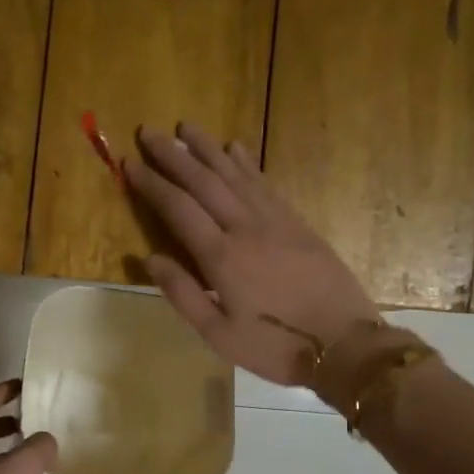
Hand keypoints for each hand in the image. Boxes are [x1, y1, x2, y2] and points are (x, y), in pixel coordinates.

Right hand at [125, 123, 379, 388]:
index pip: (178, 208)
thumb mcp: (218, 334)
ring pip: (235, 174)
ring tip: (187, 127)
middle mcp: (245, 228)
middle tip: (150, 132)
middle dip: (174, 155)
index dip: (152, 184)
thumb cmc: (275, 346)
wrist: (343, 342)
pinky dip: (246, 163)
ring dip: (208, 148)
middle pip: (204, 181)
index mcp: (222, 257)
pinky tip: (235, 148)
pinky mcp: (297, 223)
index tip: (129, 162)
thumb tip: (150, 258)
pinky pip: (265, 184)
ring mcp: (275, 221)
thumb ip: (183, 294)